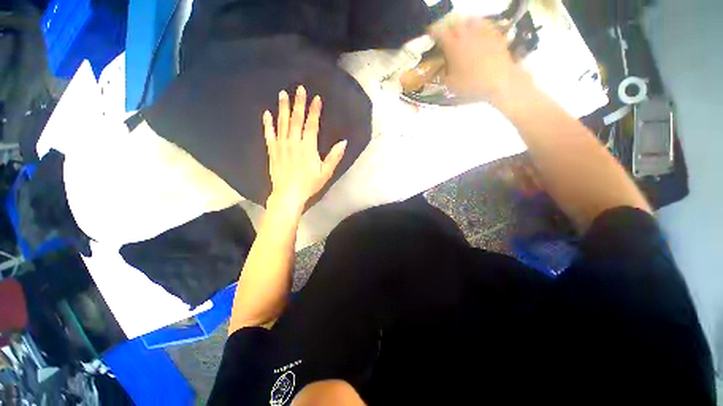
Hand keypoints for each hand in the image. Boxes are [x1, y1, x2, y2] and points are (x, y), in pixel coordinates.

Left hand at [263, 86, 346, 216]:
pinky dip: (268, 124)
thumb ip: (334, 157)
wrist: (288, 194)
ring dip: (283, 108)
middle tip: (299, 88)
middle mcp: (293, 142)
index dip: (314, 111)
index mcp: (307, 147)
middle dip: (299, 103)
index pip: (312, 124)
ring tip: (282, 94)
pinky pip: (269, 134)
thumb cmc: (309, 184)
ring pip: (282, 123)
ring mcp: (281, 145)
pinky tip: (266, 113)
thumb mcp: (326, 173)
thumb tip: (343, 142)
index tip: (316, 98)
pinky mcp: (272, 151)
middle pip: (296, 119)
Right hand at [432, 18, 524, 99]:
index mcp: (453, 46)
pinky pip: (485, 26)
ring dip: (465, 25)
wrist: (499, 80)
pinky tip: (480, 36)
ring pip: (470, 21)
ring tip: (464, 33)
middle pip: (455, 23)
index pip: (439, 32)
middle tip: (448, 35)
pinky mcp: (495, 34)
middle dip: (450, 27)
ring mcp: (482, 32)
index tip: (431, 34)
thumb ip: (444, 73)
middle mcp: (466, 34)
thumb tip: (441, 68)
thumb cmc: (472, 84)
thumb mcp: (451, 84)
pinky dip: (480, 28)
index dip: (433, 31)